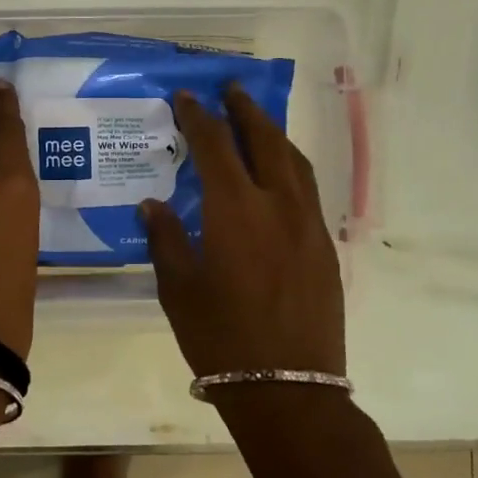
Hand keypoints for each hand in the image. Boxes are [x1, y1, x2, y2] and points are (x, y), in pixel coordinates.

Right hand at [141, 85, 345, 379]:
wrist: (288, 389)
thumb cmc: (221, 339)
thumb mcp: (179, 290)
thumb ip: (166, 239)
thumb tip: (153, 205)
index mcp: (234, 210)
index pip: (215, 146)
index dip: (199, 117)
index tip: (186, 97)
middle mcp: (276, 204)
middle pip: (263, 139)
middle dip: (245, 109)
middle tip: (231, 88)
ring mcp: (307, 223)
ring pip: (293, 160)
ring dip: (273, 133)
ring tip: (256, 121)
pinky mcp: (324, 245)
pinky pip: (307, 188)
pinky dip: (290, 165)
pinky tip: (279, 173)